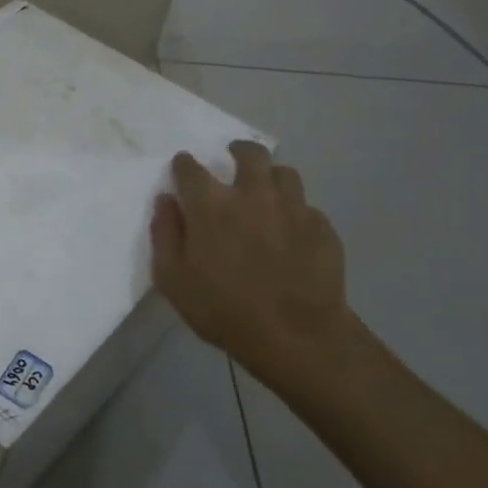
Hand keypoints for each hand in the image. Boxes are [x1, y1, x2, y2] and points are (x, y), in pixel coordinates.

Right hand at [150, 141, 356, 387]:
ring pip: (284, 173)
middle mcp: (252, 194)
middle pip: (250, 154)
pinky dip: (294, 211)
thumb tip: (165, 201)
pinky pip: (307, 207)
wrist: (297, 337)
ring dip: (270, 177)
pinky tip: (291, 230)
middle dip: (238, 151)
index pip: (190, 168)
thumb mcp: (172, 279)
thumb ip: (164, 234)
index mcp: (210, 204)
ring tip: (265, 191)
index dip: (184, 166)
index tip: (182, 171)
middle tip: (232, 159)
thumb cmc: (223, 309)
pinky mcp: (322, 227)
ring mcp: (292, 208)